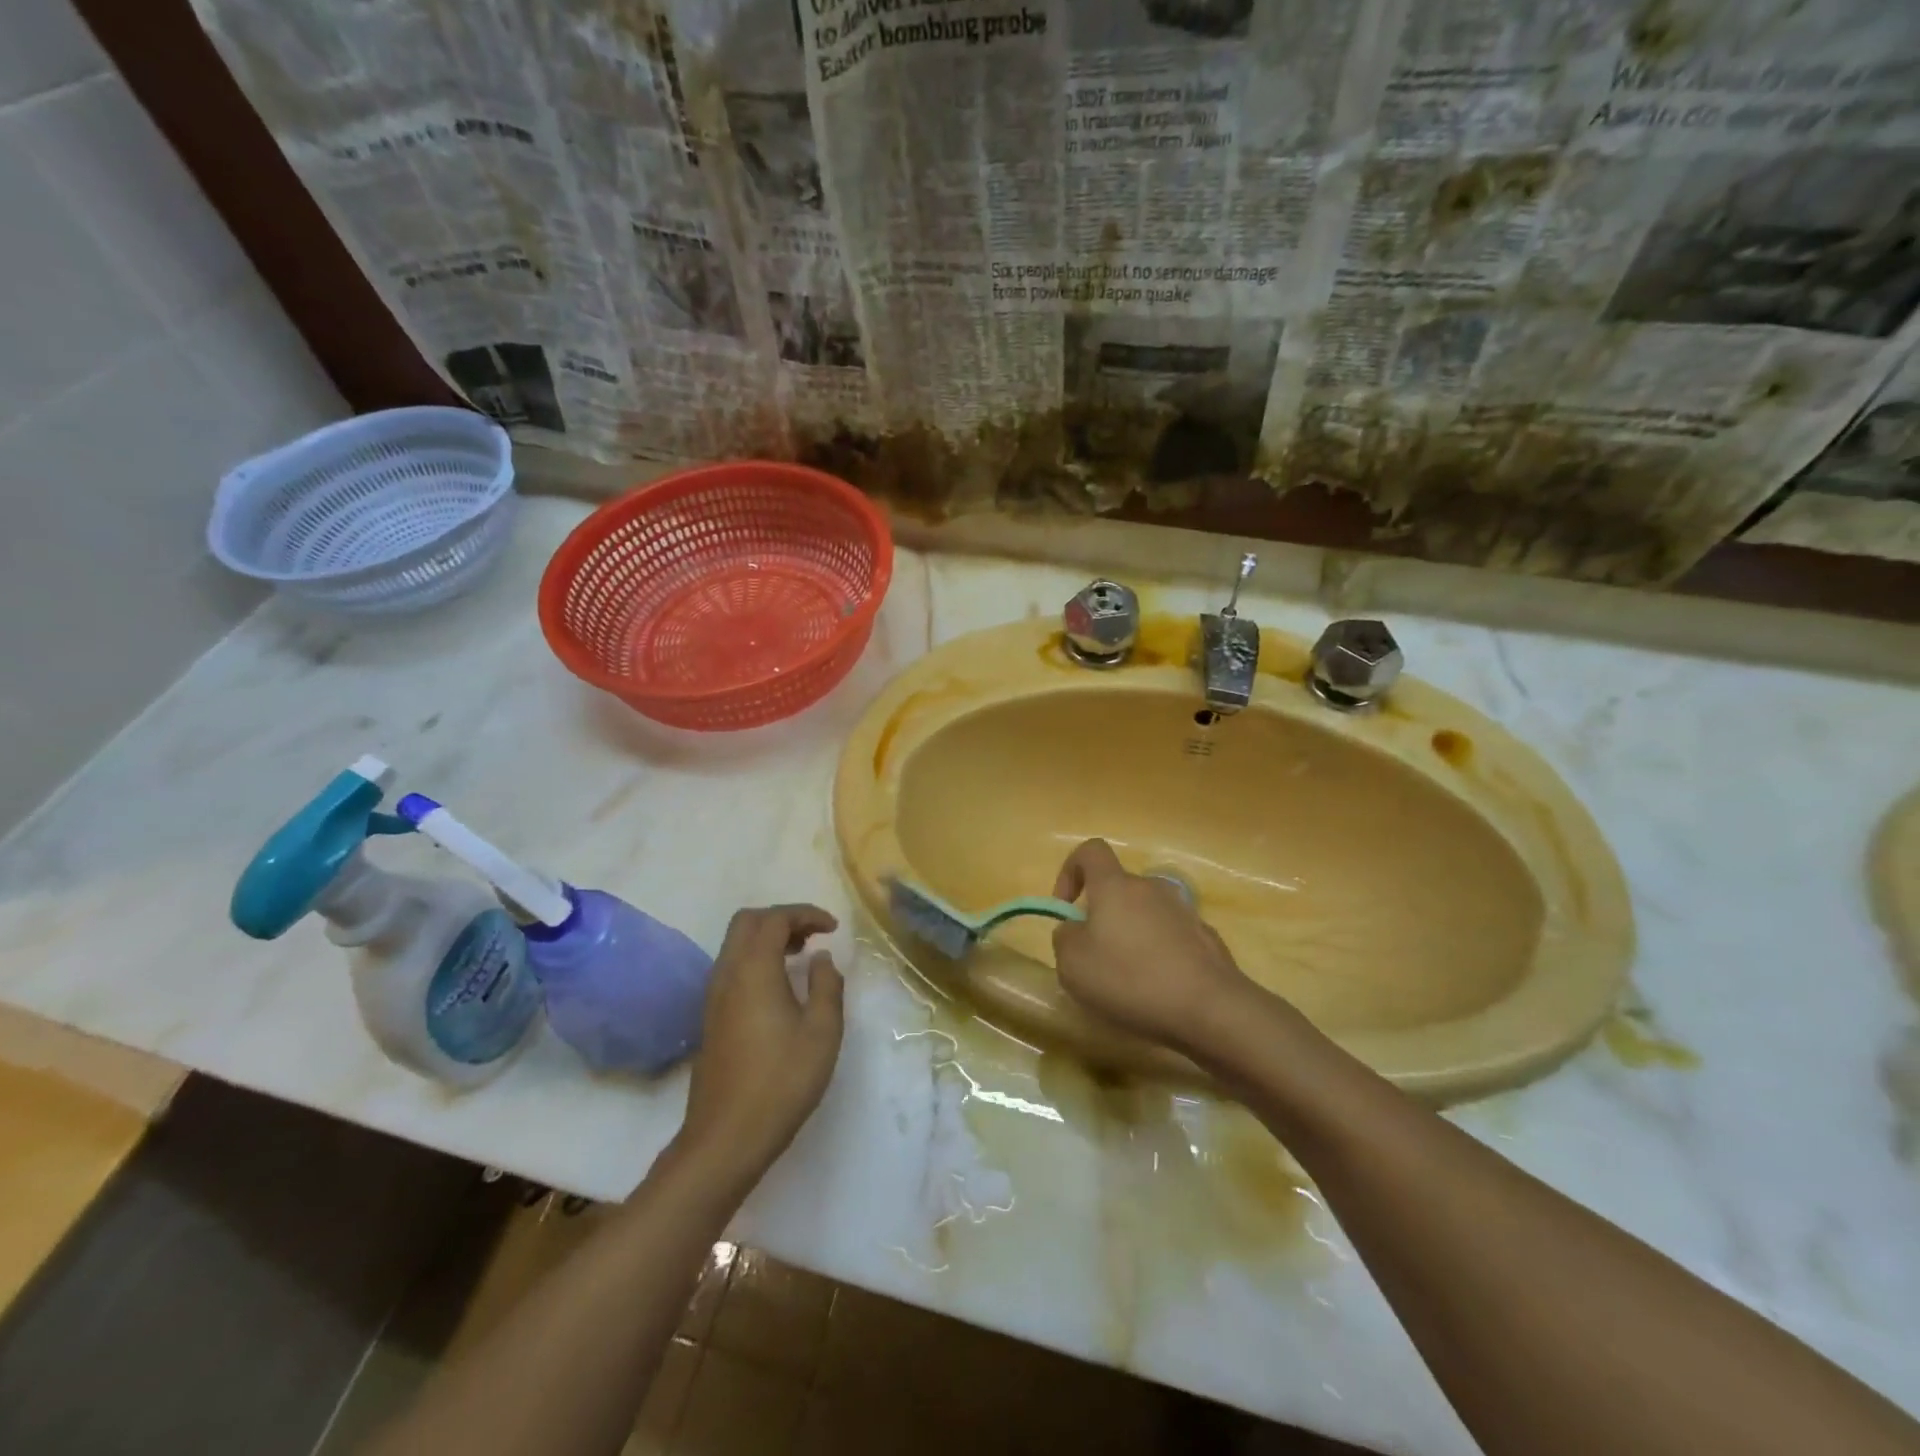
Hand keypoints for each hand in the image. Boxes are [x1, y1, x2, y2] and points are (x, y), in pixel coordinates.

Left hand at [678, 905, 844, 1179]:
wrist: (726, 1137)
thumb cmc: (782, 1081)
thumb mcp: (822, 1032)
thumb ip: (827, 985)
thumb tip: (821, 958)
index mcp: (753, 970)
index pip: (775, 919)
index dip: (806, 914)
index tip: (833, 928)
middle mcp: (727, 974)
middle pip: (748, 922)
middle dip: (782, 919)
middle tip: (814, 935)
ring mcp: (714, 996)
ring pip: (736, 944)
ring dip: (768, 938)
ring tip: (802, 956)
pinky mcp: (711, 1017)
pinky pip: (732, 967)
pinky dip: (757, 959)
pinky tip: (780, 986)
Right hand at [1051, 839, 1255, 1055]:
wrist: (1211, 1008)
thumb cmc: (1131, 979)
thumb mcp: (1073, 965)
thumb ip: (1064, 938)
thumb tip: (1075, 929)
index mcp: (1116, 886)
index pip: (1091, 851)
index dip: (1071, 871)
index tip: (1066, 907)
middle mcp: (1151, 887)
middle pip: (1118, 888)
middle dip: (1102, 916)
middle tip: (1096, 958)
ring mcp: (1184, 910)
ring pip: (1145, 913)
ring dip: (1131, 936)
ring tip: (1129, 979)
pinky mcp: (1206, 937)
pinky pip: (1170, 936)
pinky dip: (1158, 954)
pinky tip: (1160, 989)